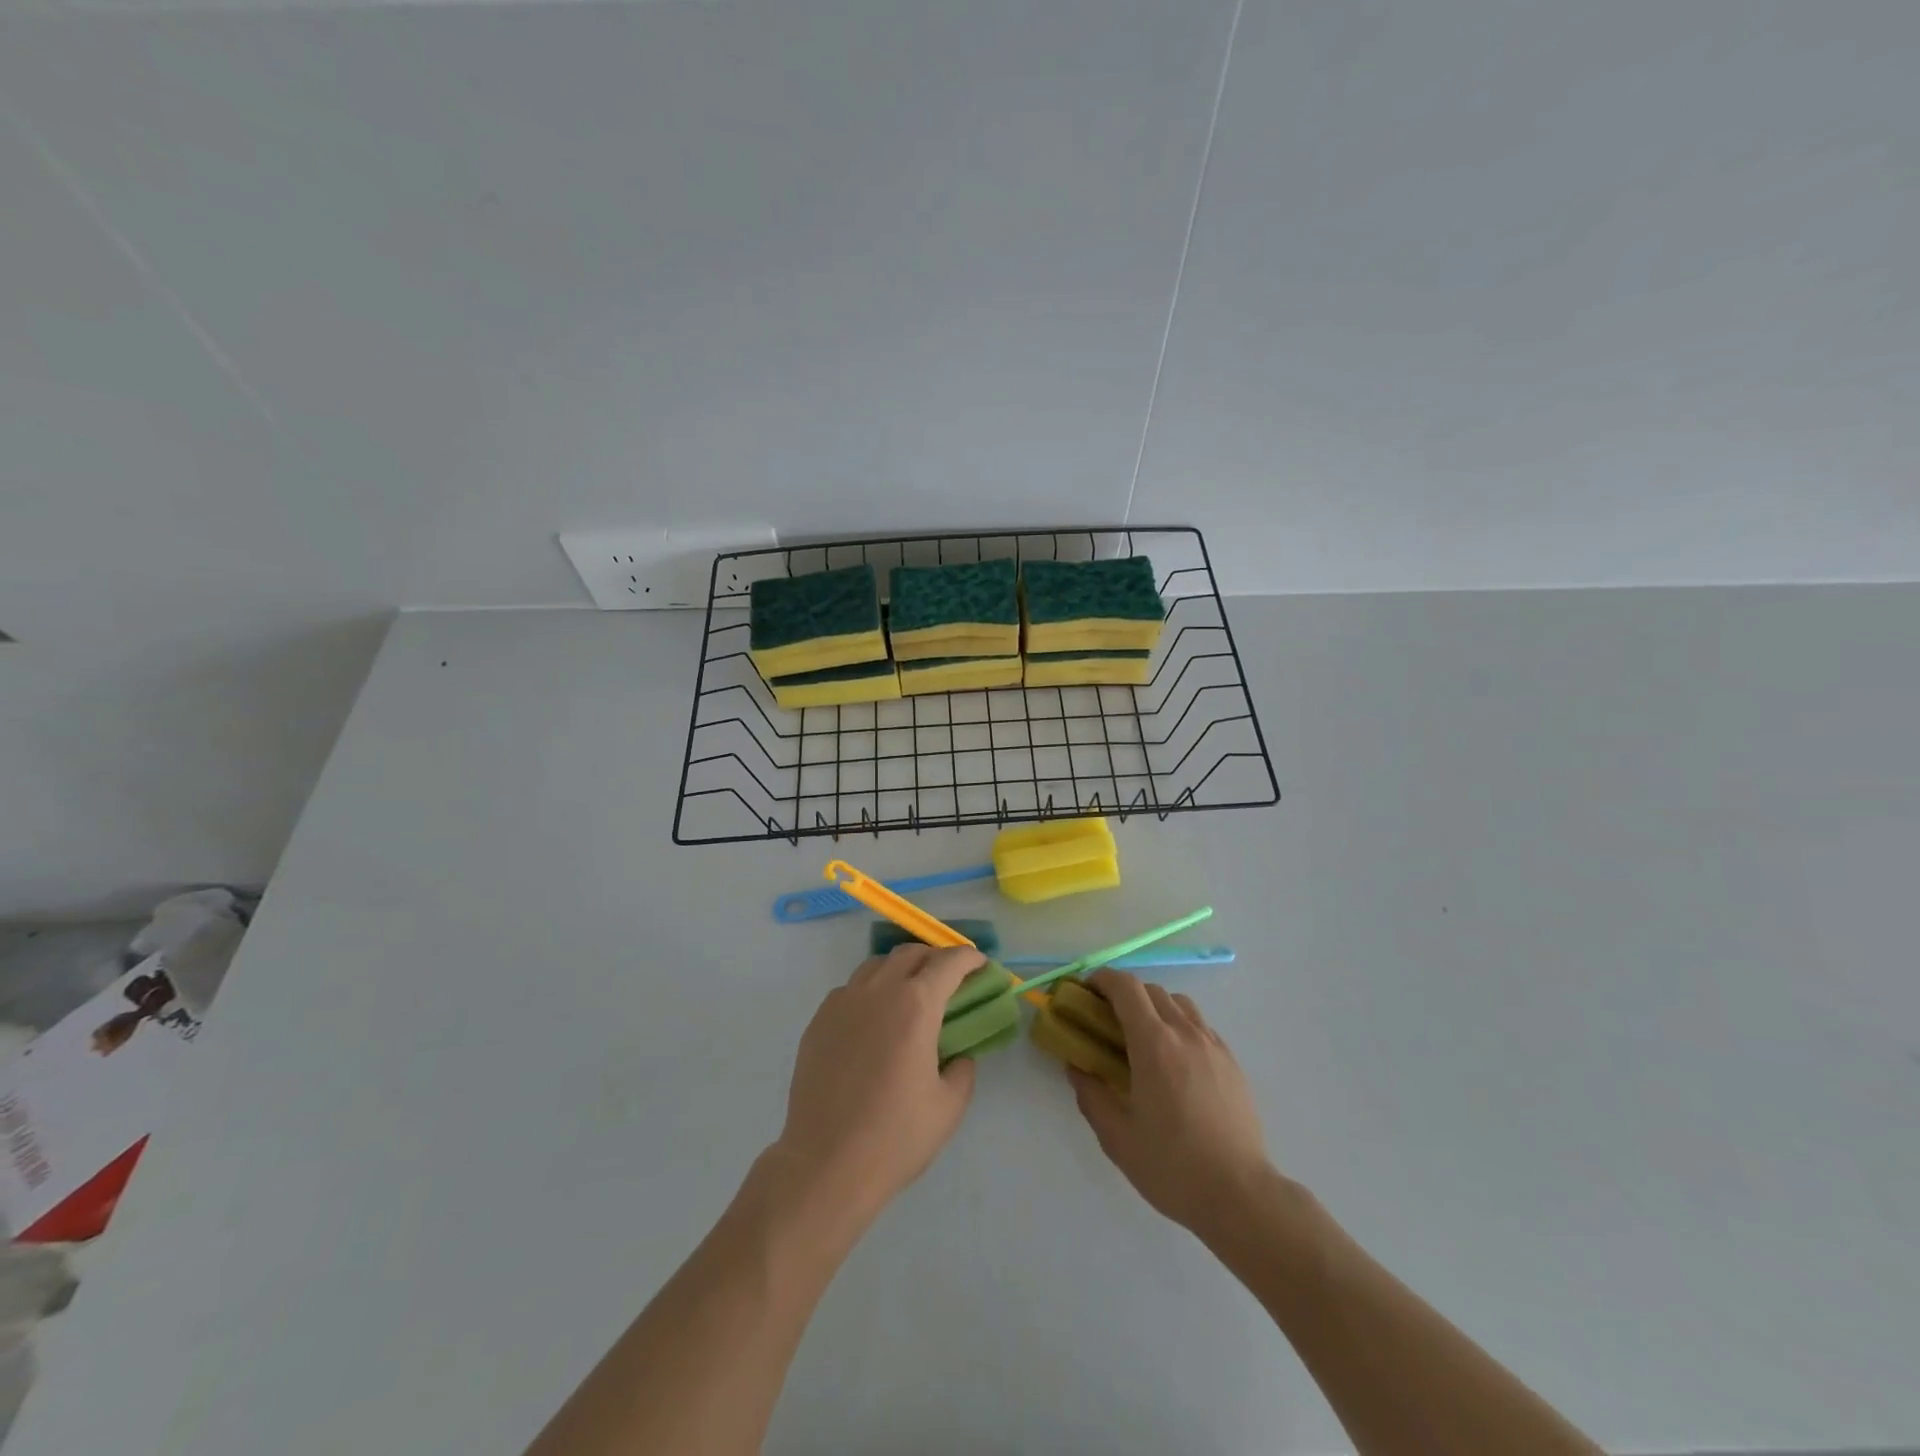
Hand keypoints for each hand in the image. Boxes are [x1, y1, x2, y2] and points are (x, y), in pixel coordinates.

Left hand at [771, 944, 983, 1228]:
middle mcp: (878, 991)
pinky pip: (850, 990)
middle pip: (910, 953)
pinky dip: (870, 992)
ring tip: (909, 996)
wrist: (826, 1164)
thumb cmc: (895, 1137)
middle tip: (948, 980)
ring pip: (876, 965)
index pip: (949, 962)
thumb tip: (958, 1054)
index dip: (969, 958)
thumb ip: (962, 1069)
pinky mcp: (818, 1021)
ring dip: (899, 970)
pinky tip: (873, 1023)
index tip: (980, 965)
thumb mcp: (949, 1106)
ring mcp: (843, 1002)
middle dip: (934, 958)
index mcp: (916, 1005)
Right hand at [1068, 970, 1274, 1238]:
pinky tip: (1174, 1061)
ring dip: (1154, 1007)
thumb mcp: (1117, 1137)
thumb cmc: (1173, 1166)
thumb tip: (1077, 1067)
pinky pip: (1200, 1026)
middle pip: (1152, 991)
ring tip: (1143, 1038)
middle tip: (1107, 1019)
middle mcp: (1185, 1033)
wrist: (1241, 1195)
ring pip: (1179, 1004)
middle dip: (1125, 994)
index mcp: (1154, 1044)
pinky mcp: (1231, 1062)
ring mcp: (1213, 1045)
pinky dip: (1179, 1026)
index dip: (1102, 979)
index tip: (1086, 991)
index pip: (1126, 988)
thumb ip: (1091, 1095)